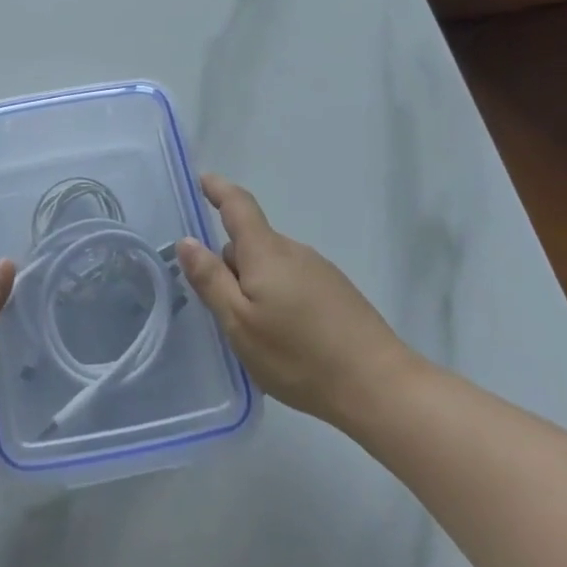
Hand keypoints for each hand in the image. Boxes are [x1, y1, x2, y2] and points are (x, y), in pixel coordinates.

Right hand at [176, 174, 419, 422]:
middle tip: (219, 307)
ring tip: (254, 331)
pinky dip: (278, 296)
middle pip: (252, 243)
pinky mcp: (338, 293)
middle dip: (231, 263)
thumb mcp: (239, 323)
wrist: (379, 386)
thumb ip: (211, 280)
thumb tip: (187, 240)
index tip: (202, 179)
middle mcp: (294, 252)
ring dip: (255, 284)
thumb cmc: (299, 356)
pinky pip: (293, 281)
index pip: (238, 206)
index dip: (218, 190)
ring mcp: (320, 271)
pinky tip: (285, 337)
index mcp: (266, 253)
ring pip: (272, 265)